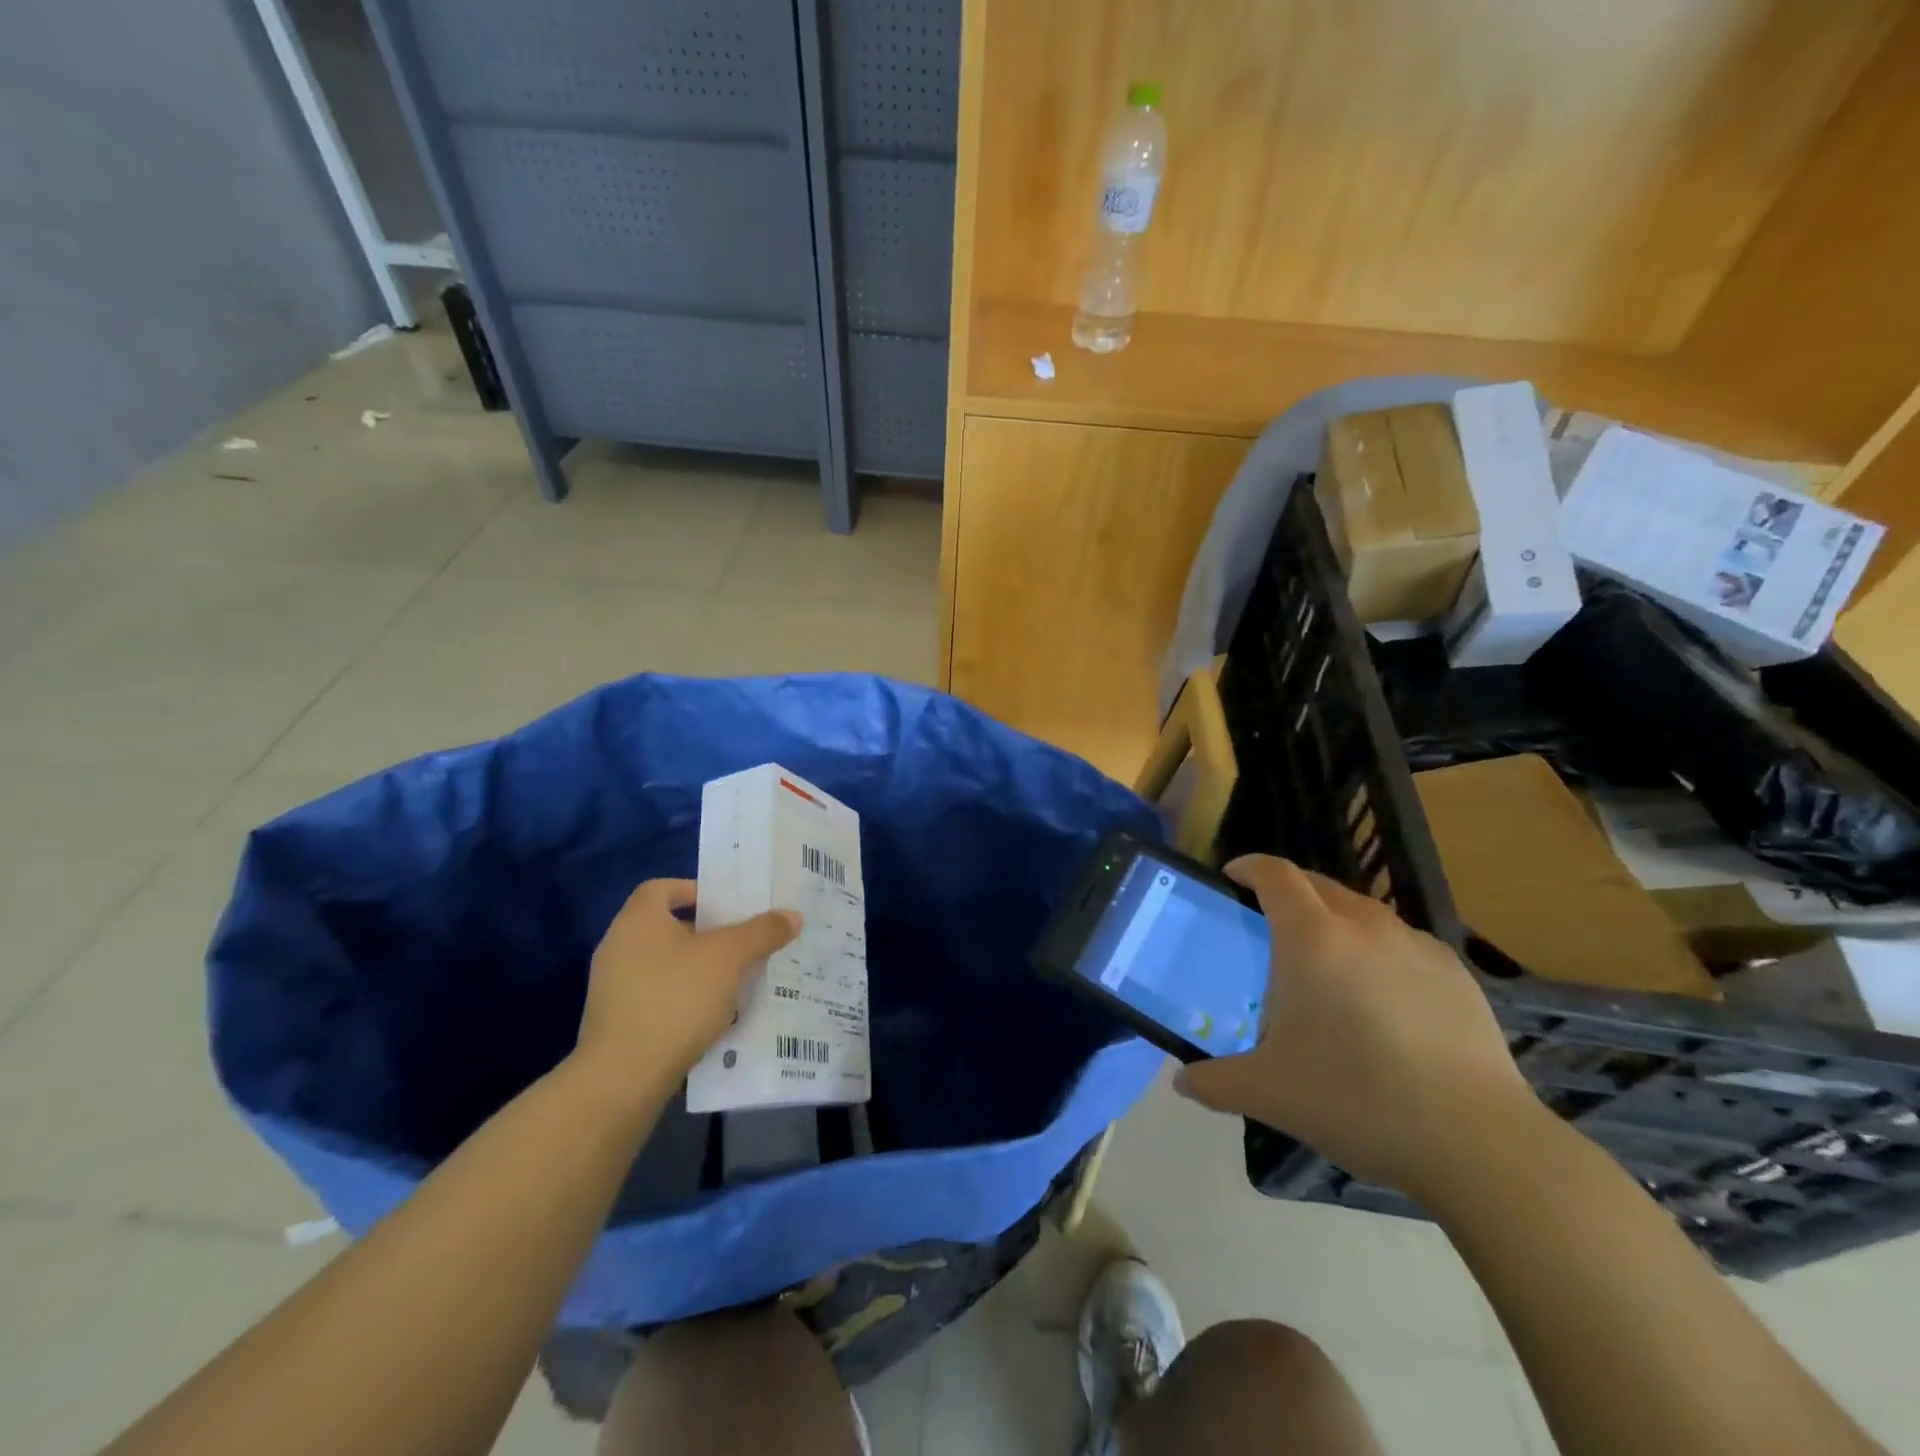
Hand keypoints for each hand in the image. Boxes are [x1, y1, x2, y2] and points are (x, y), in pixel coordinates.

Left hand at [571, 878, 800, 1106]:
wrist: (623, 1077)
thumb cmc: (676, 998)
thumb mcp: (730, 958)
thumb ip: (762, 932)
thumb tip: (793, 915)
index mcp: (638, 920)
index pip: (663, 888)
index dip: (697, 891)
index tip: (728, 908)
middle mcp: (618, 946)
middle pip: (667, 927)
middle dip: (706, 934)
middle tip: (742, 943)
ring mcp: (612, 987)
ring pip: (664, 965)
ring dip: (697, 969)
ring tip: (735, 981)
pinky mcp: (615, 1022)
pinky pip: (656, 997)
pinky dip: (682, 999)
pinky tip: (711, 1016)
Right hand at [1174, 855, 1533, 1203]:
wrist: (1477, 1143)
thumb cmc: (1356, 1100)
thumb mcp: (1269, 1094)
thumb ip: (1215, 1083)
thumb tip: (1182, 1083)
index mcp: (1313, 939)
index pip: (1275, 875)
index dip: (1250, 867)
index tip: (1232, 877)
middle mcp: (1364, 927)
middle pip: (1319, 884)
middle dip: (1289, 890)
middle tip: (1269, 922)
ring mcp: (1416, 947)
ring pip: (1363, 911)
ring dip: (1335, 918)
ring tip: (1326, 961)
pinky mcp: (1456, 974)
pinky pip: (1401, 942)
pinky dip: (1377, 949)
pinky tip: (1380, 997)